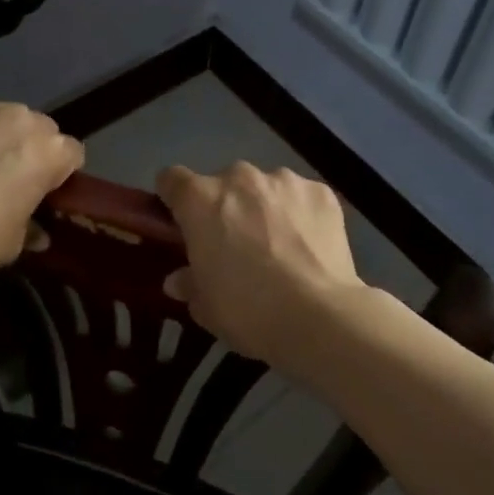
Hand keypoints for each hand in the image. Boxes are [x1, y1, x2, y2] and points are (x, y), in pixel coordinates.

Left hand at [0, 97, 83, 283]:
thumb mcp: (12, 245)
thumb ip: (32, 230)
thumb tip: (38, 234)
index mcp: (48, 150)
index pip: (72, 154)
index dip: (60, 175)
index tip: (43, 194)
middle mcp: (19, 118)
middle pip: (39, 129)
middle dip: (30, 149)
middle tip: (8, 180)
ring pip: (0, 118)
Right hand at [156, 163, 367, 371]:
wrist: (318, 316)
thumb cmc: (248, 311)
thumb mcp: (206, 307)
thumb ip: (189, 283)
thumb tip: (179, 279)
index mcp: (201, 199)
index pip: (172, 179)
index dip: (174, 198)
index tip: (181, 221)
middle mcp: (239, 177)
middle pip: (223, 182)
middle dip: (226, 206)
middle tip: (236, 244)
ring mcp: (284, 180)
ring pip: (265, 187)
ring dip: (265, 207)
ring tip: (280, 245)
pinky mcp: (320, 191)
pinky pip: (301, 197)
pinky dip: (301, 214)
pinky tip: (309, 246)